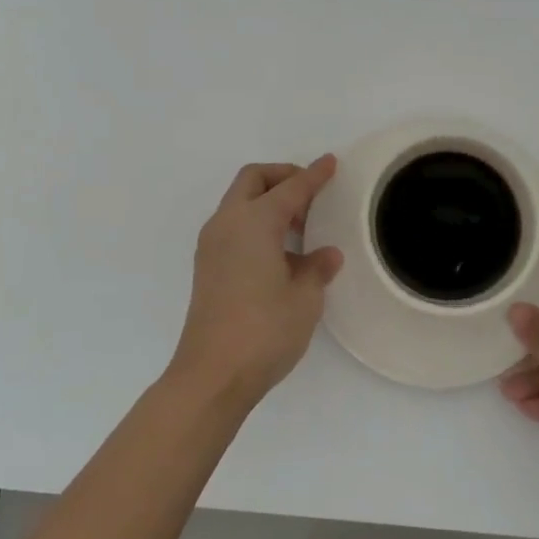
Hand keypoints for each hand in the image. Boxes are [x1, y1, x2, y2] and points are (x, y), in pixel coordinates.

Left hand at [169, 158, 343, 407]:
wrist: (211, 375)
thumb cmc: (264, 330)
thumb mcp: (304, 298)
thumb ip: (317, 267)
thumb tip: (325, 254)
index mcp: (254, 221)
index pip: (291, 188)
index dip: (314, 175)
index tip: (331, 163)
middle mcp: (228, 223)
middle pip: (254, 180)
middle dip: (283, 177)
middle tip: (311, 195)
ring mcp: (212, 245)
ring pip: (240, 201)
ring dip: (268, 201)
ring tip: (300, 226)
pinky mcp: (207, 266)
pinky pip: (234, 225)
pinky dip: (256, 222)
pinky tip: (280, 251)